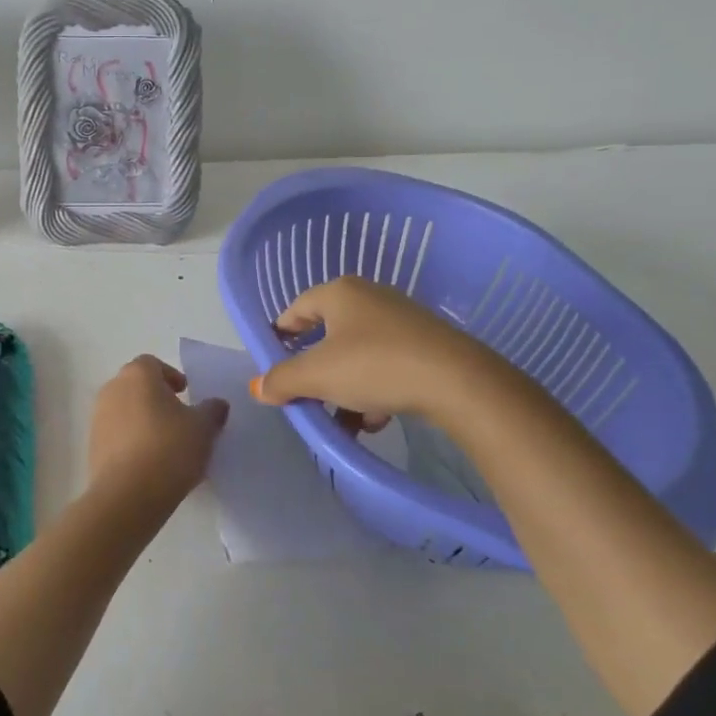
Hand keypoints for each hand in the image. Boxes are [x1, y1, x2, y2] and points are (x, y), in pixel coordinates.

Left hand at [87, 356, 229, 503]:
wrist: (127, 496)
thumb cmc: (169, 449)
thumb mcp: (203, 428)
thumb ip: (212, 410)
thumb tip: (217, 404)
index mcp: (137, 375)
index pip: (153, 364)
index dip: (171, 376)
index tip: (186, 394)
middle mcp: (112, 389)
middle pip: (136, 386)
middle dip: (156, 398)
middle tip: (179, 418)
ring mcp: (97, 418)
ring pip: (125, 411)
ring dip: (143, 420)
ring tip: (166, 444)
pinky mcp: (92, 447)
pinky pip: (116, 435)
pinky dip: (131, 441)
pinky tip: (149, 463)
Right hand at [251, 276, 474, 423]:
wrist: (457, 381)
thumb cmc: (374, 366)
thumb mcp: (317, 376)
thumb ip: (281, 380)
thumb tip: (257, 386)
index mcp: (339, 293)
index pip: (296, 309)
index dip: (280, 337)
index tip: (272, 366)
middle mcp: (369, 297)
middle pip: (327, 336)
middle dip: (315, 374)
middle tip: (306, 399)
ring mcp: (401, 320)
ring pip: (356, 355)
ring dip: (344, 389)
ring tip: (344, 422)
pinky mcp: (425, 344)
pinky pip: (385, 365)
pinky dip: (374, 390)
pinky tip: (377, 419)